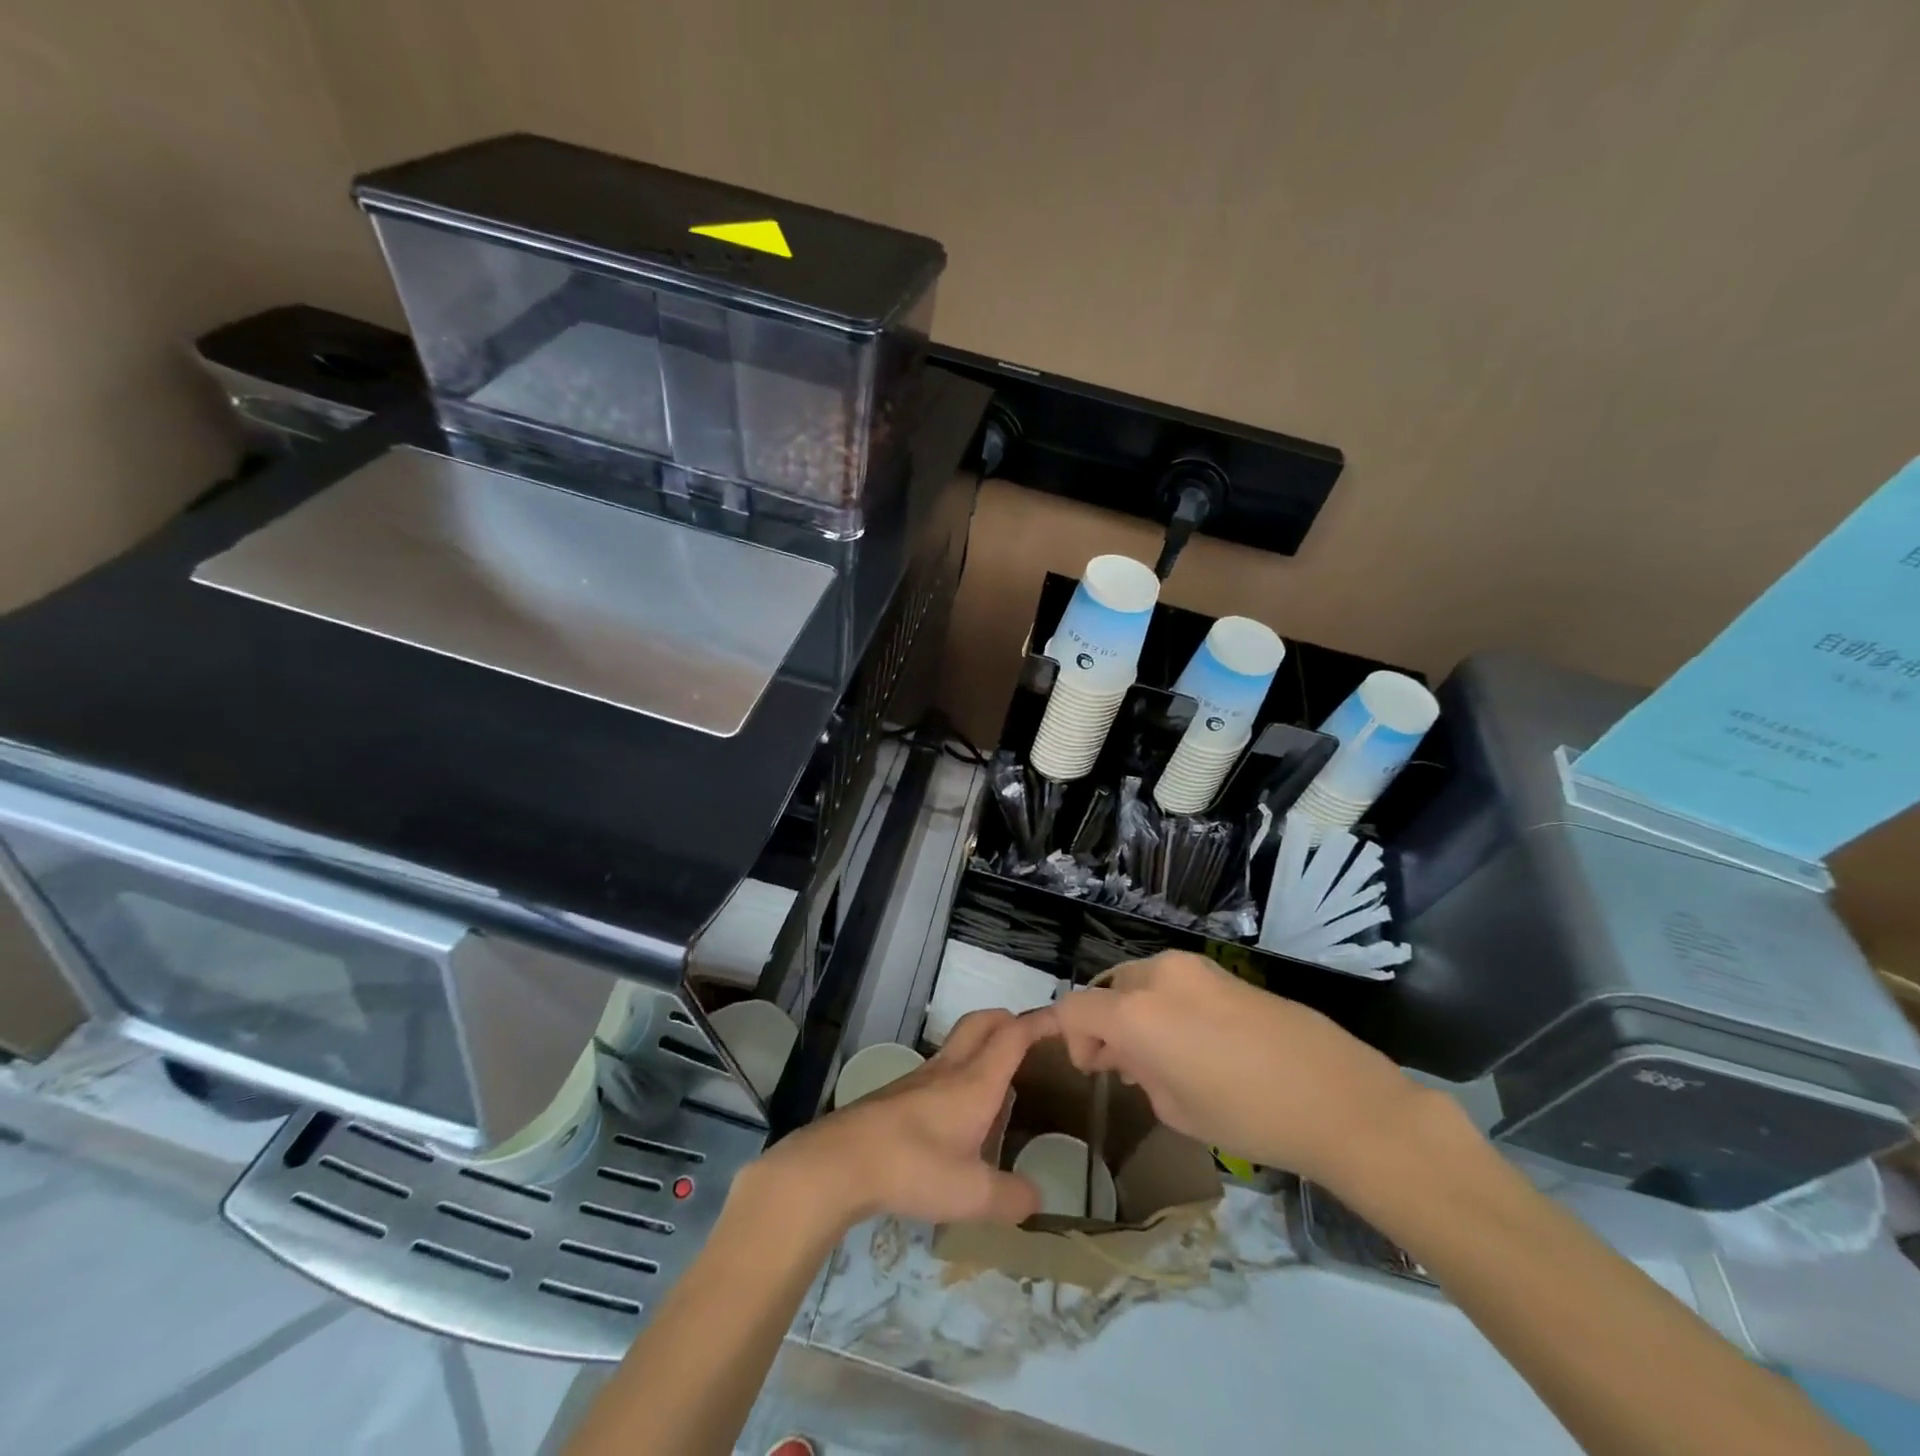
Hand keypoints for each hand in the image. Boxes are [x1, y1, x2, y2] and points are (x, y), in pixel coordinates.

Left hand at [746, 1008, 1047, 1232]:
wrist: (842, 1161)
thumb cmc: (914, 1167)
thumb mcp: (971, 1194)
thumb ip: (1010, 1198)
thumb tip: (1037, 1198)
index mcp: (975, 1081)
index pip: (1013, 1036)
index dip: (1039, 1022)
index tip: (1062, 1017)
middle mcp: (950, 1069)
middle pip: (983, 1023)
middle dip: (1009, 1019)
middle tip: (1030, 1036)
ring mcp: (920, 1078)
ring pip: (959, 1044)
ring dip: (983, 1045)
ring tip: (1001, 1077)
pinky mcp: (899, 1094)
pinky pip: (940, 1068)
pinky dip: (960, 1071)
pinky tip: (960, 1110)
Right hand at [1051, 951, 1430, 1188]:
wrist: (1337, 1097)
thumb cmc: (1248, 1116)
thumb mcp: (1177, 1110)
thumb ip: (1140, 1075)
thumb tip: (1133, 1059)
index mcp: (1136, 1013)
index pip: (1074, 1009)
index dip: (1065, 1036)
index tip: (1087, 1068)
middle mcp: (1157, 977)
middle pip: (1108, 991)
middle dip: (1105, 1026)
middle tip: (1124, 1069)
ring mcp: (1193, 967)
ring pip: (1141, 982)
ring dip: (1135, 1013)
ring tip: (1161, 1057)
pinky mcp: (1223, 971)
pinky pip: (1174, 982)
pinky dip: (1165, 1005)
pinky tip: (1194, 1043)